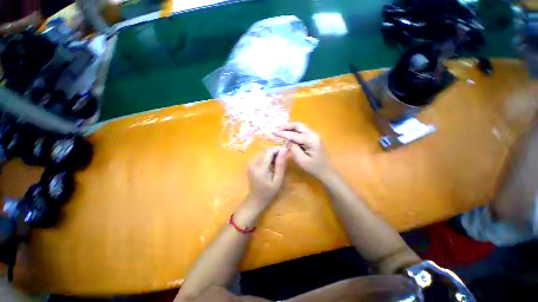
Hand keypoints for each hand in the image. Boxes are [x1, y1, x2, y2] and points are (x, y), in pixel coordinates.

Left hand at [247, 147, 286, 206]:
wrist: (256, 198)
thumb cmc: (268, 191)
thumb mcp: (277, 180)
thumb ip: (280, 165)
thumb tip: (284, 150)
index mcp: (260, 168)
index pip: (269, 152)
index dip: (278, 149)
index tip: (286, 151)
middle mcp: (253, 163)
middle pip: (265, 151)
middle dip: (275, 151)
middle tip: (283, 156)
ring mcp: (250, 163)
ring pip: (263, 152)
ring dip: (271, 153)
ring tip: (278, 160)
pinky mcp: (250, 164)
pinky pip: (260, 155)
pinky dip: (267, 157)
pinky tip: (271, 163)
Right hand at [275, 123, 332, 179]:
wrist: (326, 171)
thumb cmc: (314, 168)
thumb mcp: (302, 160)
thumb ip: (294, 149)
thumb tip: (288, 141)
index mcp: (311, 140)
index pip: (294, 134)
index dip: (283, 133)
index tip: (274, 132)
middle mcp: (313, 134)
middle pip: (298, 126)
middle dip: (287, 126)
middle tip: (277, 128)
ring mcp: (314, 136)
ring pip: (300, 128)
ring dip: (290, 128)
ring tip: (280, 130)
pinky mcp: (313, 139)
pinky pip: (302, 132)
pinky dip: (294, 132)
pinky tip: (288, 134)